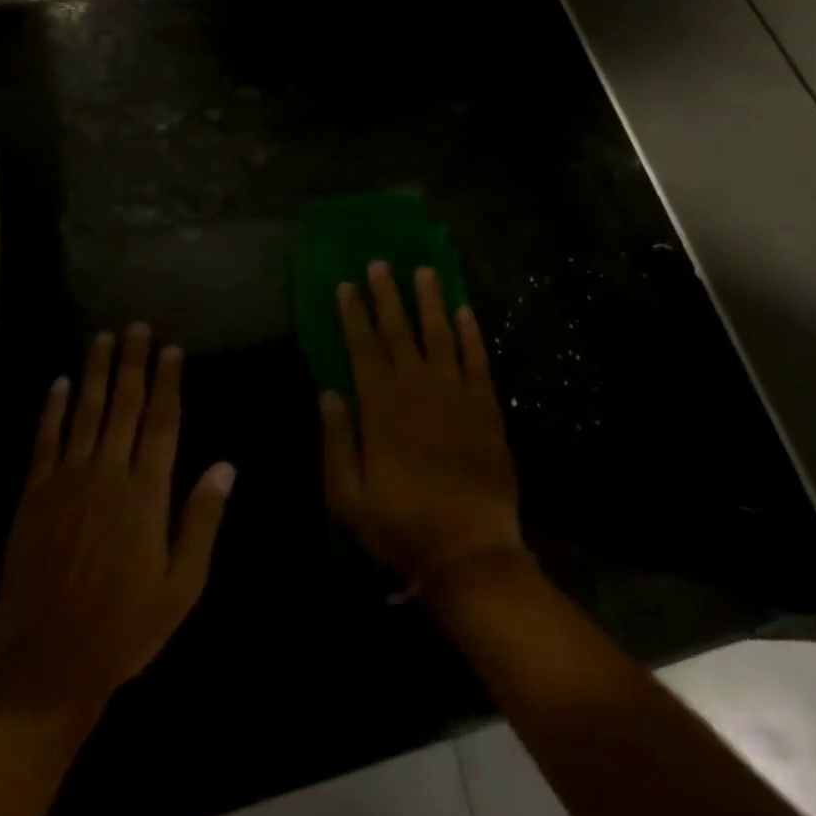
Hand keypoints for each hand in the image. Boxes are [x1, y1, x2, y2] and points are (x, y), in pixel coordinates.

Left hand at [0, 326, 234, 724]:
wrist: (45, 671)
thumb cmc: (125, 628)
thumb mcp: (182, 585)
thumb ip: (202, 520)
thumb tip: (226, 465)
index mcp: (147, 492)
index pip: (162, 422)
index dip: (167, 382)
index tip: (171, 349)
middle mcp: (108, 474)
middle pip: (124, 405)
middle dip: (132, 363)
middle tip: (136, 326)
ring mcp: (66, 482)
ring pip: (85, 412)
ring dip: (95, 372)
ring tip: (103, 338)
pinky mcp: (33, 498)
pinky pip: (45, 441)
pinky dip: (52, 409)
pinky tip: (59, 383)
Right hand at [320, 263, 525, 594]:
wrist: (469, 552)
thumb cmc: (401, 527)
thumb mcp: (347, 498)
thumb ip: (337, 441)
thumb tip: (329, 391)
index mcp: (382, 407)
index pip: (363, 347)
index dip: (354, 314)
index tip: (347, 285)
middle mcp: (418, 388)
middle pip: (400, 331)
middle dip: (388, 295)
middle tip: (381, 263)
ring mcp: (456, 394)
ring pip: (440, 335)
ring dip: (430, 301)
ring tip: (424, 270)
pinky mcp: (487, 406)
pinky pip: (478, 359)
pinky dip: (470, 333)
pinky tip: (464, 311)